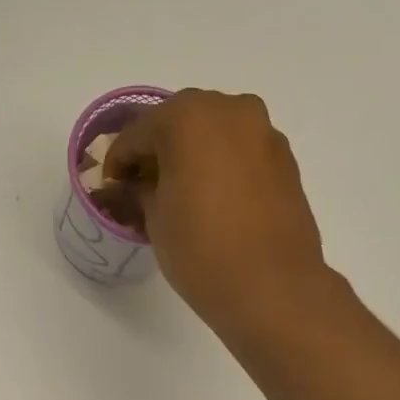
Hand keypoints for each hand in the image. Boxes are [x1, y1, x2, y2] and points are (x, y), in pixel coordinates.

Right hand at [105, 89, 327, 326]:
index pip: (137, 133)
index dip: (119, 161)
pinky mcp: (287, 160)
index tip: (112, 186)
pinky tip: (216, 201)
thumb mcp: (155, 221)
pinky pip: (243, 153)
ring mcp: (264, 133)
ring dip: (195, 156)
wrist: (272, 289)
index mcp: (187, 117)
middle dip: (159, 150)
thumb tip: (132, 186)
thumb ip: (139, 192)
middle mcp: (230, 111)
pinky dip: (224, 167)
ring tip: (182, 194)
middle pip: (181, 122)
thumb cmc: (201, 251)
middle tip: (145, 186)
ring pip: (217, 134)